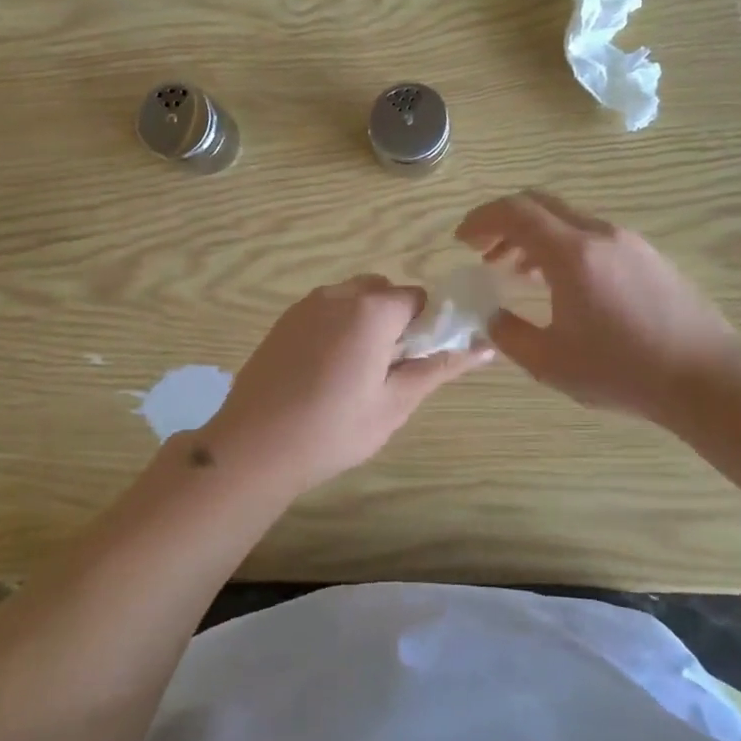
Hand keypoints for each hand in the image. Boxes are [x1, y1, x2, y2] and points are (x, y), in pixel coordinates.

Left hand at [202, 275, 492, 495]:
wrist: (254, 447)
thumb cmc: (333, 429)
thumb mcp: (395, 403)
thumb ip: (439, 368)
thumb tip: (486, 347)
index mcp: (371, 310)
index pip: (418, 299)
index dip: (426, 327)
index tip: (418, 362)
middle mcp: (337, 295)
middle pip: (383, 293)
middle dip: (395, 322)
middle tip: (388, 370)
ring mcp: (304, 306)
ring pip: (351, 300)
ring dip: (364, 324)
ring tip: (354, 375)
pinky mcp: (282, 322)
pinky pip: (323, 312)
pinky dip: (336, 329)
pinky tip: (324, 373)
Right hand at [455, 191, 740, 422]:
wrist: (706, 377)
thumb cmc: (622, 371)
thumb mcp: (550, 363)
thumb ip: (509, 334)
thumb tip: (490, 316)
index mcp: (572, 254)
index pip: (515, 212)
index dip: (481, 220)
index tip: (461, 240)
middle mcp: (600, 234)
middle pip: (540, 204)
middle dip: (504, 222)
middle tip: (483, 251)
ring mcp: (629, 241)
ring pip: (567, 220)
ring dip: (533, 236)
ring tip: (515, 271)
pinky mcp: (648, 256)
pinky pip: (592, 236)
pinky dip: (562, 246)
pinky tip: (560, 284)